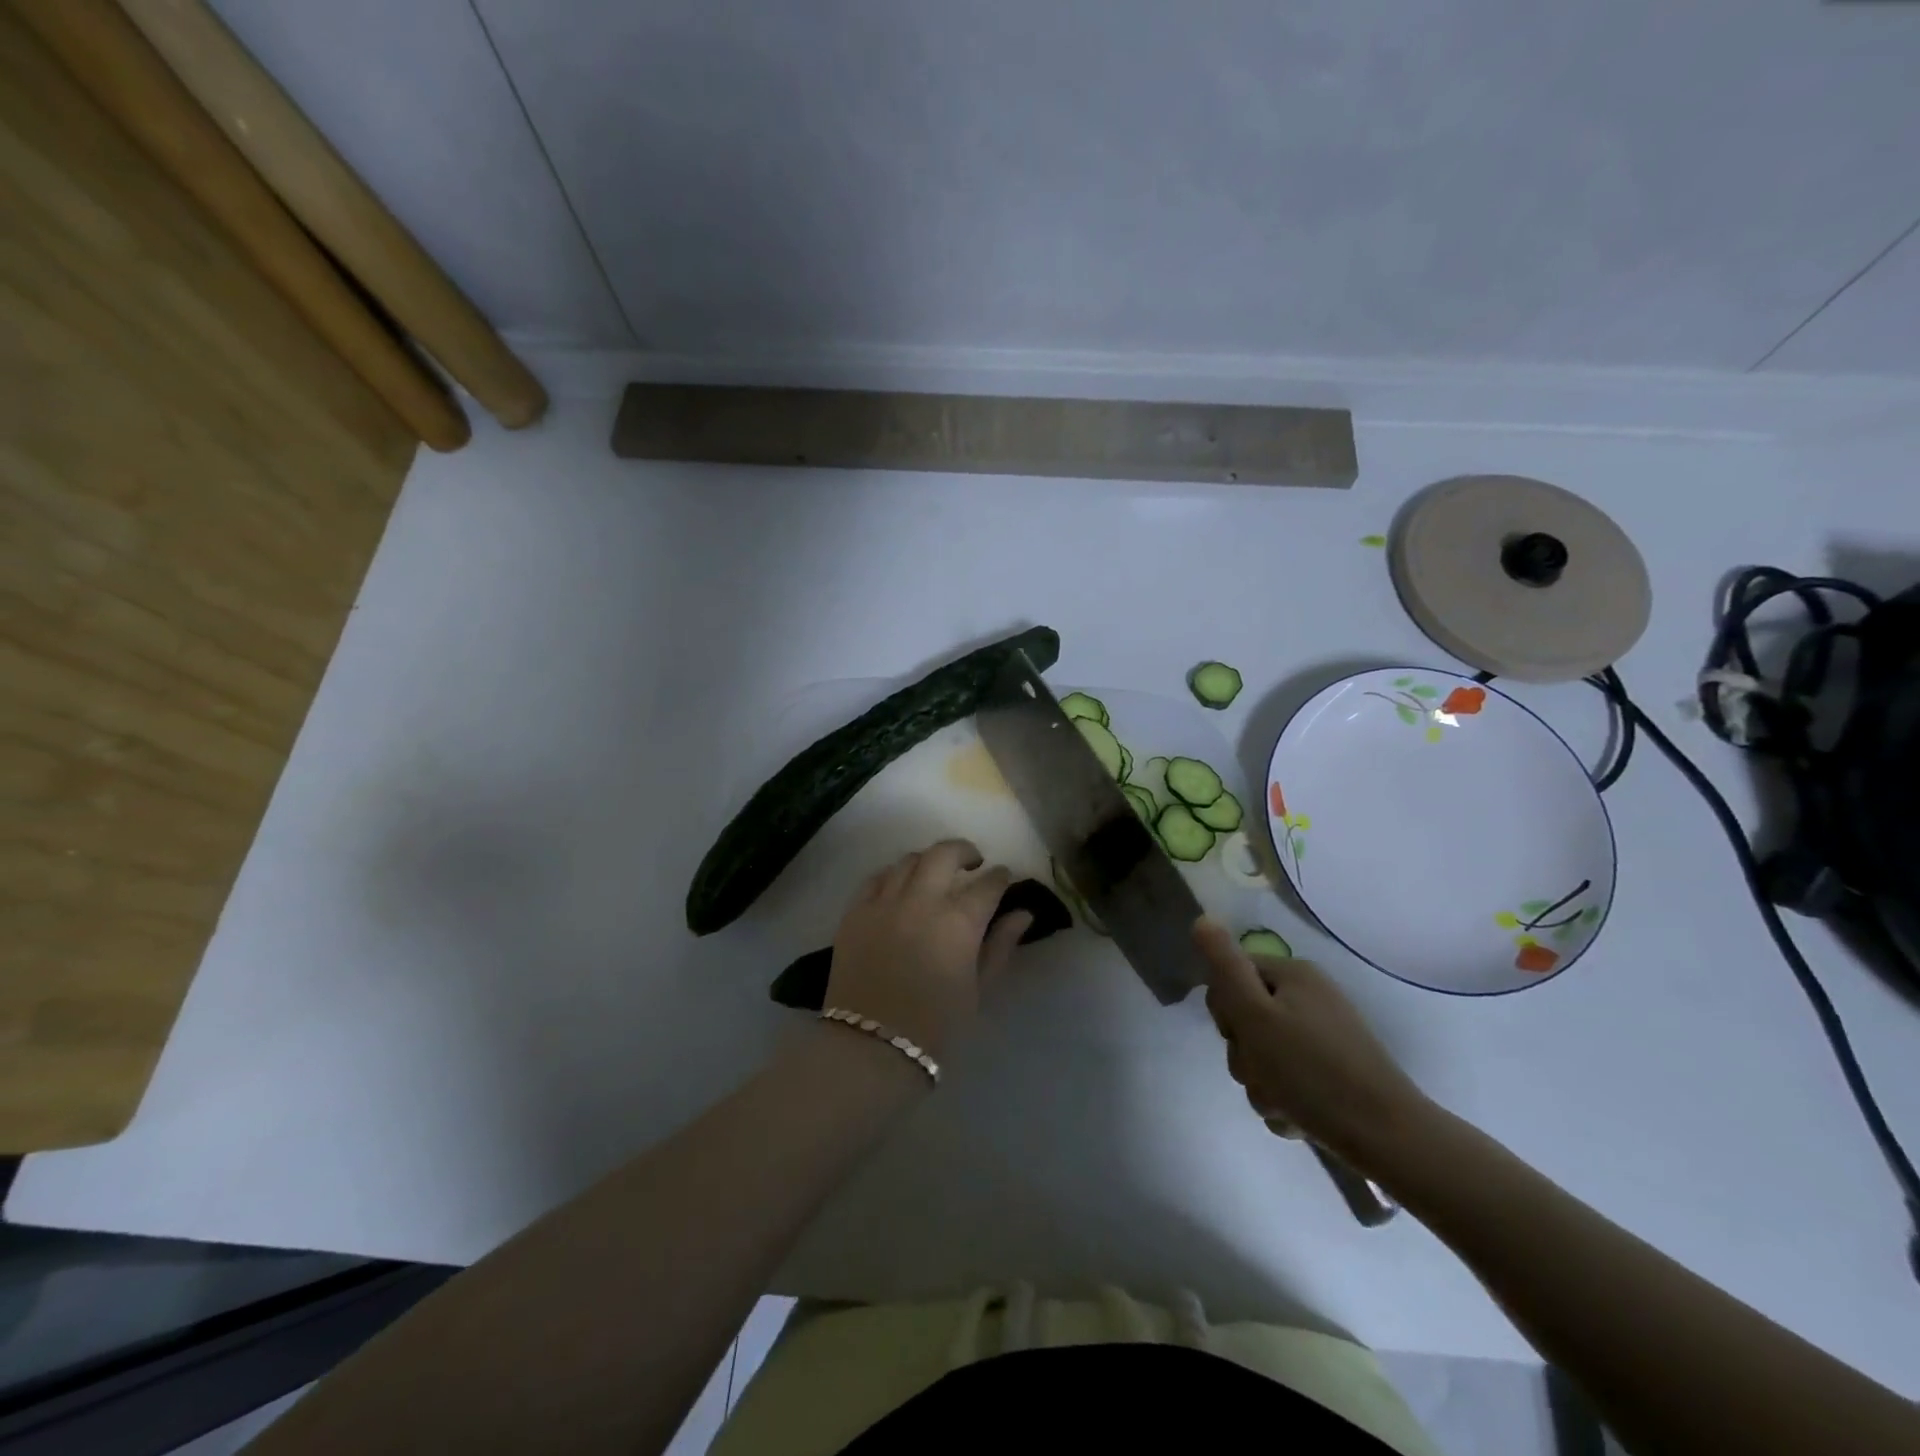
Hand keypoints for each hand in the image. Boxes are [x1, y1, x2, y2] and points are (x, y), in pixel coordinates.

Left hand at [824, 840, 1031, 1062]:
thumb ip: (1000, 946)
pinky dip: (892, 875)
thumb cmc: (935, 1027)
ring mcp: (884, 903)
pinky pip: (875, 878)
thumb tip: (1022, 914)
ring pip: (908, 860)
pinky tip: (899, 886)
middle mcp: (921, 900)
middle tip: (973, 862)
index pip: (988, 884)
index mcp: (959, 921)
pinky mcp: (854, 912)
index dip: (1000, 877)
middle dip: (964, 851)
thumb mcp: (978, 990)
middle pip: (944, 854)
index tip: (1004, 877)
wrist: (870, 1049)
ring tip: (935, 874)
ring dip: (928, 861)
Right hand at [1195, 917, 1429, 1167]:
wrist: (1389, 1138)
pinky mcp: (1335, 1071)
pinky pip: (1289, 1078)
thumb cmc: (1311, 1072)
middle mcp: (1309, 996)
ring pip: (1264, 1053)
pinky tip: (1298, 1117)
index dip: (1225, 1010)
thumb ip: (1224, 967)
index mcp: (1293, 975)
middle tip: (1261, 1072)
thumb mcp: (1254, 1015)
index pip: (1231, 976)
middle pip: (1246, 1017)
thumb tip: (1202, 919)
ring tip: (1283, 1103)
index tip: (1238, 1036)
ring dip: (1262, 1082)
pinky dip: (1286, 1098)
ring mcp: (1324, 1035)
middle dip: (1244, 1053)